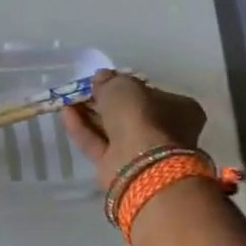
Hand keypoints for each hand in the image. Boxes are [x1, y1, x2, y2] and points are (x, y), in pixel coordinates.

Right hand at [61, 70, 206, 190]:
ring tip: (68, 99)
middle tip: (82, 90)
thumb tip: (101, 78)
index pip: (151, 94)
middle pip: (129, 113)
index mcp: (179, 108)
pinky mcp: (118, 167)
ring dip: (90, 114)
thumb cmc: (142, 116)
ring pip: (112, 129)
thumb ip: (111, 81)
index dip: (126, 86)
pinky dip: (82, 128)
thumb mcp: (124, 86)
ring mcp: (141, 151)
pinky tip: (66, 113)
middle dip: (104, 101)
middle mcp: (164, 131)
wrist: (140, 163)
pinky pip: (98, 143)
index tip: (104, 81)